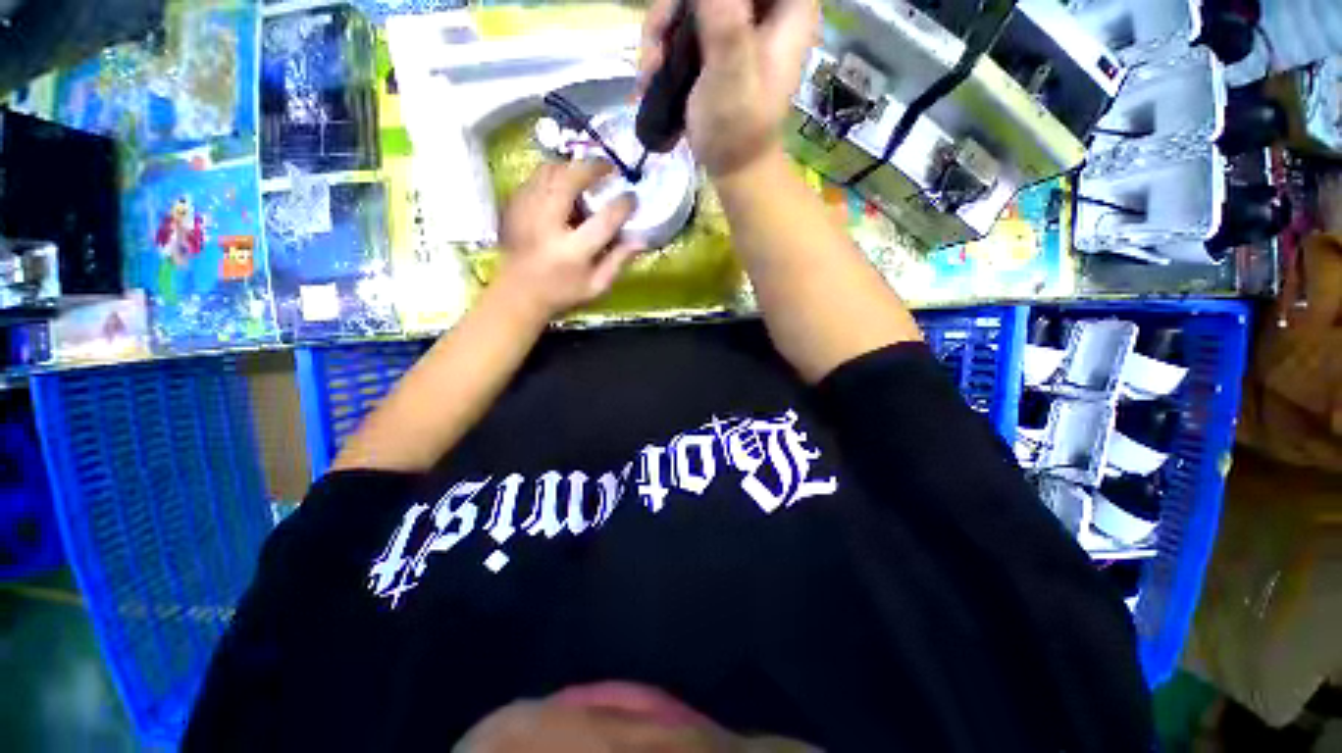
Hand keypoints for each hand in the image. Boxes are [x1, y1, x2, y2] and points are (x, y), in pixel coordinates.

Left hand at [496, 160, 641, 319]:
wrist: (517, 294)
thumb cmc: (561, 293)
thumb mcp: (596, 286)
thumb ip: (618, 262)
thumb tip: (641, 240)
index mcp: (572, 251)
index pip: (604, 220)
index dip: (622, 205)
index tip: (632, 198)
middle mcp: (547, 226)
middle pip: (569, 181)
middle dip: (592, 168)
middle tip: (609, 167)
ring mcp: (526, 213)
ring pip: (548, 172)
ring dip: (571, 167)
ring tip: (586, 172)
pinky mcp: (513, 207)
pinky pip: (534, 178)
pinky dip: (552, 175)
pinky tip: (562, 183)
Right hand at [637, 0, 817, 177]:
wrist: (732, 168)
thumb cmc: (738, 132)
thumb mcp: (732, 78)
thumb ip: (725, 24)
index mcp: (788, 8)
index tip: (689, 11)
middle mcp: (766, 7)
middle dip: (677, 6)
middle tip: (658, 41)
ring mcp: (740, 20)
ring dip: (663, 25)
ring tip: (651, 67)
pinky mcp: (718, 37)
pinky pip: (685, 18)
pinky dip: (663, 40)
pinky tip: (652, 71)